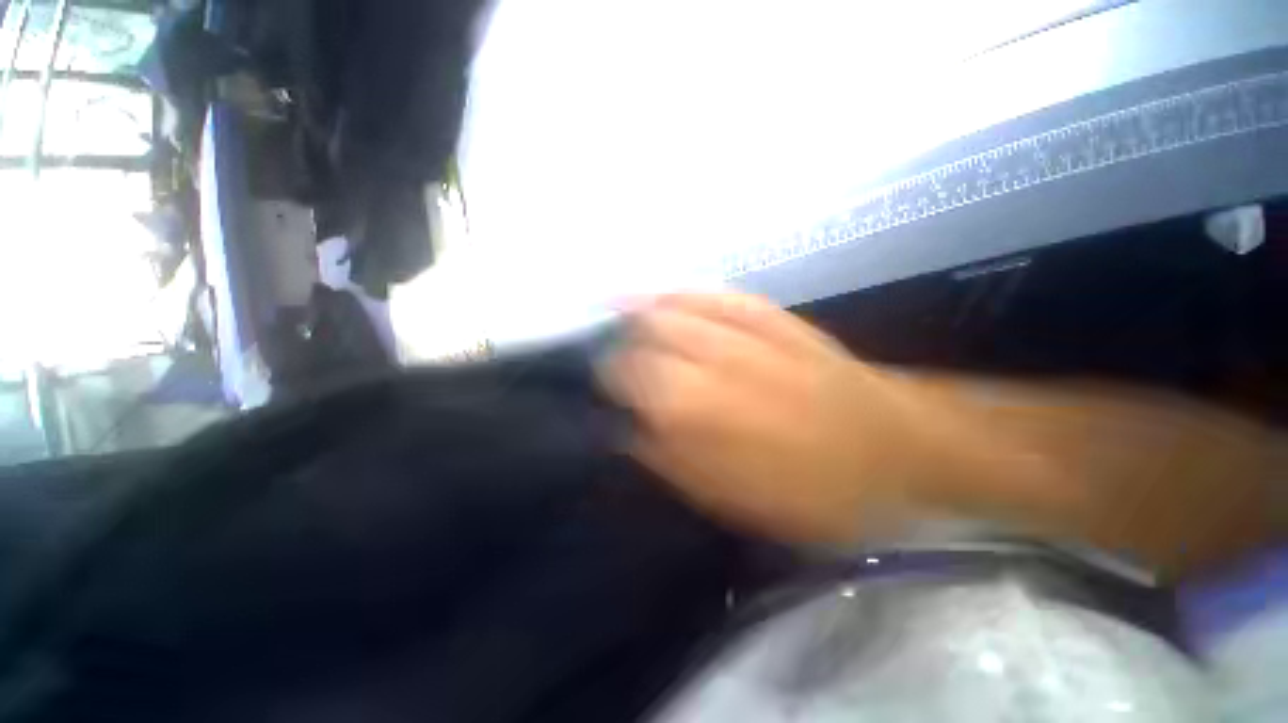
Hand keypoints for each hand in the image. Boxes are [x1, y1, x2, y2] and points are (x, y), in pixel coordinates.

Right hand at [597, 293, 930, 544]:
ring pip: (672, 304)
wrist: (892, 446)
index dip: (608, 377)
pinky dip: (682, 290)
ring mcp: (738, 326)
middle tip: (606, 347)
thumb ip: (670, 458)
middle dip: (619, 337)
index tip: (602, 386)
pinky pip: (712, 293)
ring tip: (613, 304)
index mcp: (692, 403)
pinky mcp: (767, 314)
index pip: (626, 374)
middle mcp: (706, 353)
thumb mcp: (730, 495)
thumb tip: (629, 431)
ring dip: (638, 304)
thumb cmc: (809, 486)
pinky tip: (667, 291)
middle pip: (643, 332)